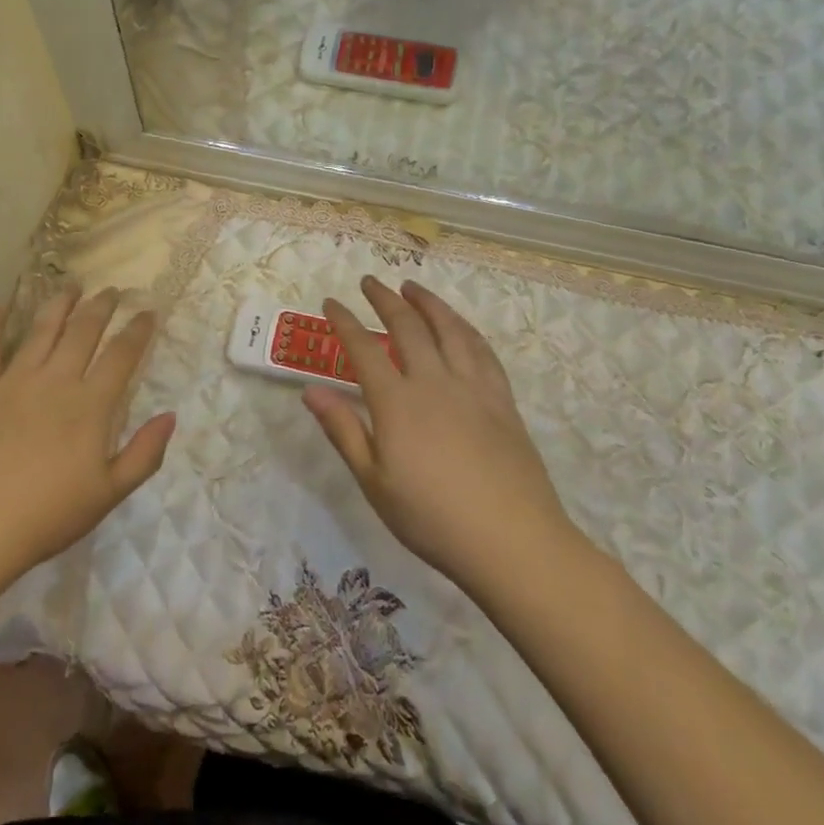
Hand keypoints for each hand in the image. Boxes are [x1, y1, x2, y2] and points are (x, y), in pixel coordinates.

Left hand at [0, 287, 174, 584]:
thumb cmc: (47, 516)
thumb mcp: (108, 494)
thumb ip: (144, 454)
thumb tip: (170, 416)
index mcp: (90, 405)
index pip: (122, 355)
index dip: (138, 330)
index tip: (148, 312)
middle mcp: (55, 381)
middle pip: (83, 331)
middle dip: (101, 307)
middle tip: (112, 290)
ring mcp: (14, 382)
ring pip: (41, 330)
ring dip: (58, 304)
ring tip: (70, 285)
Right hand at [304, 277, 569, 589]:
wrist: (513, 542)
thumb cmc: (432, 518)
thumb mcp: (374, 482)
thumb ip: (343, 430)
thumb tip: (310, 390)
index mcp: (397, 403)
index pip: (364, 349)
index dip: (345, 322)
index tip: (331, 303)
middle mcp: (434, 383)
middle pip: (408, 327)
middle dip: (385, 299)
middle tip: (370, 282)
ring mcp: (473, 388)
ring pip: (449, 330)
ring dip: (428, 303)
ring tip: (413, 287)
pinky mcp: (502, 401)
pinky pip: (482, 351)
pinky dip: (465, 329)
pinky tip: (460, 326)